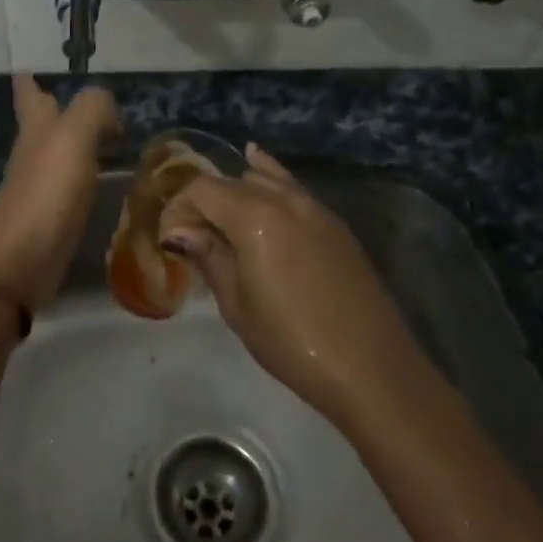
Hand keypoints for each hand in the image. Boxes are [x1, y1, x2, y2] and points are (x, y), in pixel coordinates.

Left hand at [0, 77, 118, 311]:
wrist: (21, 262)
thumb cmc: (45, 192)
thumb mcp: (72, 138)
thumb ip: (92, 109)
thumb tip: (108, 107)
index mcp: (36, 126)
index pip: (28, 90)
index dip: (29, 75)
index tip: (30, 61)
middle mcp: (35, 150)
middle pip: (45, 118)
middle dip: (58, 101)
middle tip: (89, 90)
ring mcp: (43, 182)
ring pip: (62, 148)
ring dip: (81, 135)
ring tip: (114, 128)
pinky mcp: (56, 212)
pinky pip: (75, 179)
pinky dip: (90, 169)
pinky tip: (108, 173)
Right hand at [158, 145, 429, 426]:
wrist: (370, 368)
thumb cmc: (291, 342)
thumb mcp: (237, 305)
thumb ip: (209, 257)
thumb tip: (180, 232)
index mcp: (255, 216)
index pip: (202, 189)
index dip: (179, 208)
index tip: (172, 241)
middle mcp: (284, 199)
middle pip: (232, 181)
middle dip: (205, 202)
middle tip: (194, 239)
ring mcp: (315, 208)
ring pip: (265, 179)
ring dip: (238, 193)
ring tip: (224, 221)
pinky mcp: (335, 224)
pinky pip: (294, 189)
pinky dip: (271, 180)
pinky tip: (260, 173)